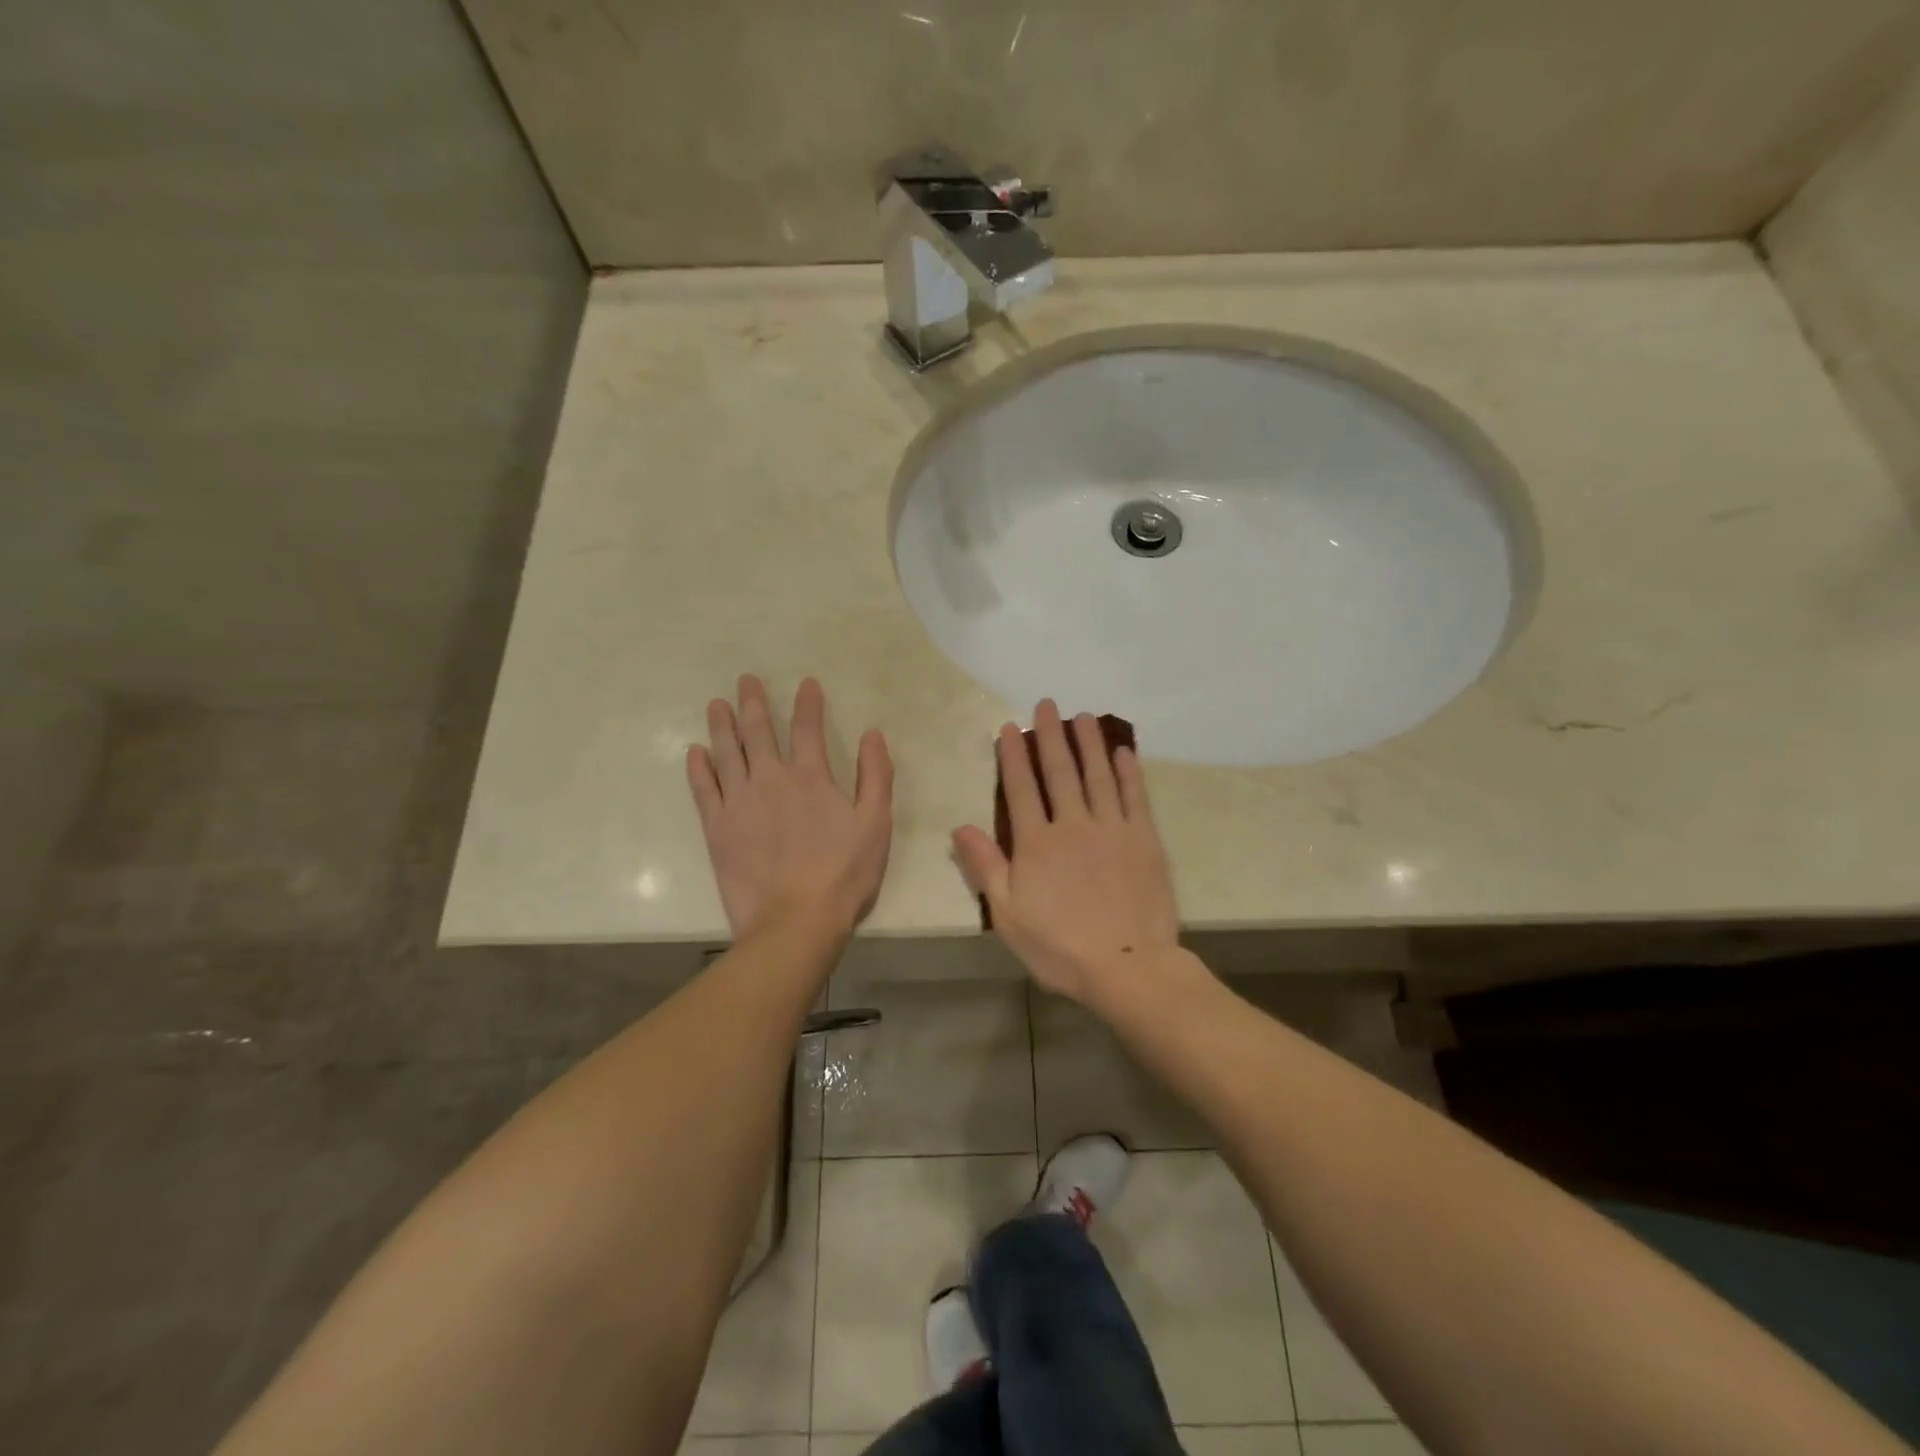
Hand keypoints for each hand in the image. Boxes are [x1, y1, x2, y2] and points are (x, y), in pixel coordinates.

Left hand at [687, 675, 893, 939]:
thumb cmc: (844, 873)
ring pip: (726, 753)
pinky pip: (704, 789)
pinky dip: (699, 768)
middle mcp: (771, 779)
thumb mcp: (876, 823)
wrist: (796, 920)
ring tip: (717, 705)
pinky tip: (695, 751)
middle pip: (758, 732)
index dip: (807, 703)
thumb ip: (876, 775)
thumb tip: (873, 734)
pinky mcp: (717, 828)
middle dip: (753, 702)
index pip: (807, 728)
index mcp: (811, 777)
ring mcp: (739, 802)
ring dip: (722, 725)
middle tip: (745, 680)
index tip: (805, 683)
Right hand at [952, 700, 1181, 1008]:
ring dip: (1089, 743)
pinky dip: (1129, 771)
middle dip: (1051, 735)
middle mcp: (1073, 825)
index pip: (1021, 788)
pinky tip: (1124, 751)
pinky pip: (1135, 796)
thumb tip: (960, 827)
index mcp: (1036, 843)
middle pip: (1060, 771)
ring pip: (1098, 775)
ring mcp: (1112, 829)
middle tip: (1047, 704)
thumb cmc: (1059, 947)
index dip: (1014, 755)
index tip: (1011, 726)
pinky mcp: (1144, 839)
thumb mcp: (1008, 914)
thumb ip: (985, 867)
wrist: (1126, 966)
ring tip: (1083, 716)